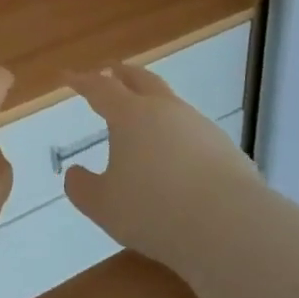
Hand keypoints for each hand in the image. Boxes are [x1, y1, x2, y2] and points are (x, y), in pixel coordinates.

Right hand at [64, 64, 254, 269]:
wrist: (231, 226)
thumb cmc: (155, 210)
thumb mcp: (104, 206)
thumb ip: (82, 187)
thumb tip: (74, 173)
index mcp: (130, 115)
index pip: (100, 88)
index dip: (81, 80)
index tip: (67, 75)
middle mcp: (165, 110)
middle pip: (140, 80)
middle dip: (121, 73)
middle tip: (109, 71)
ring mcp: (199, 126)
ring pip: (170, 103)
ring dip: (152, 103)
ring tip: (143, 119)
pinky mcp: (225, 148)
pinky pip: (192, 131)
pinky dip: (176, 134)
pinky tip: (176, 156)